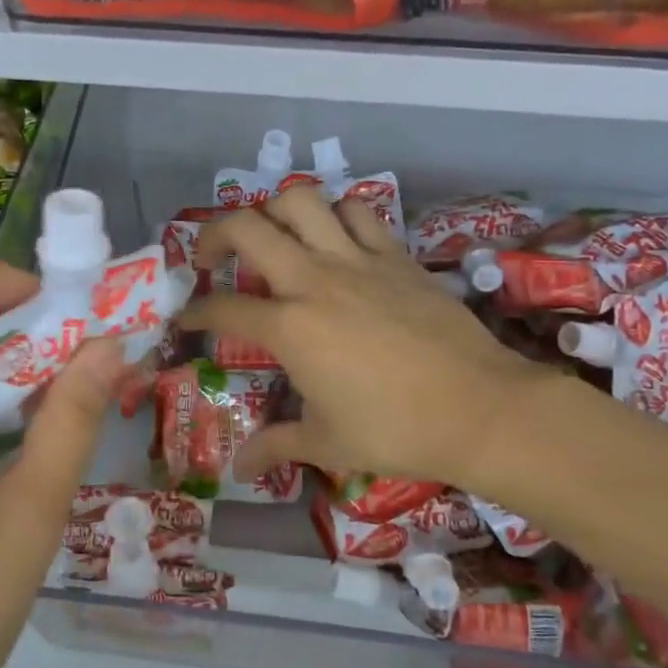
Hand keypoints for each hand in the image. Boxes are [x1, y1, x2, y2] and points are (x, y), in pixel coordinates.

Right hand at [181, 185, 570, 498]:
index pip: (223, 309)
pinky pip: (358, 212)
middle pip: (247, 228)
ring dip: (275, 211)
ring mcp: (357, 260)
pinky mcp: (396, 256)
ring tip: (273, 237)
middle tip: (211, 258)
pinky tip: (334, 238)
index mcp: (289, 327)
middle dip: (214, 235)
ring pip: (302, 201)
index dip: (196, 313)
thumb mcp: (327, 442)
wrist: (480, 408)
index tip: (187, 319)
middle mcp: (314, 279)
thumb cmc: (396, 429)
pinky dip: (336, 214)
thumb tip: (240, 466)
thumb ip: (276, 445)